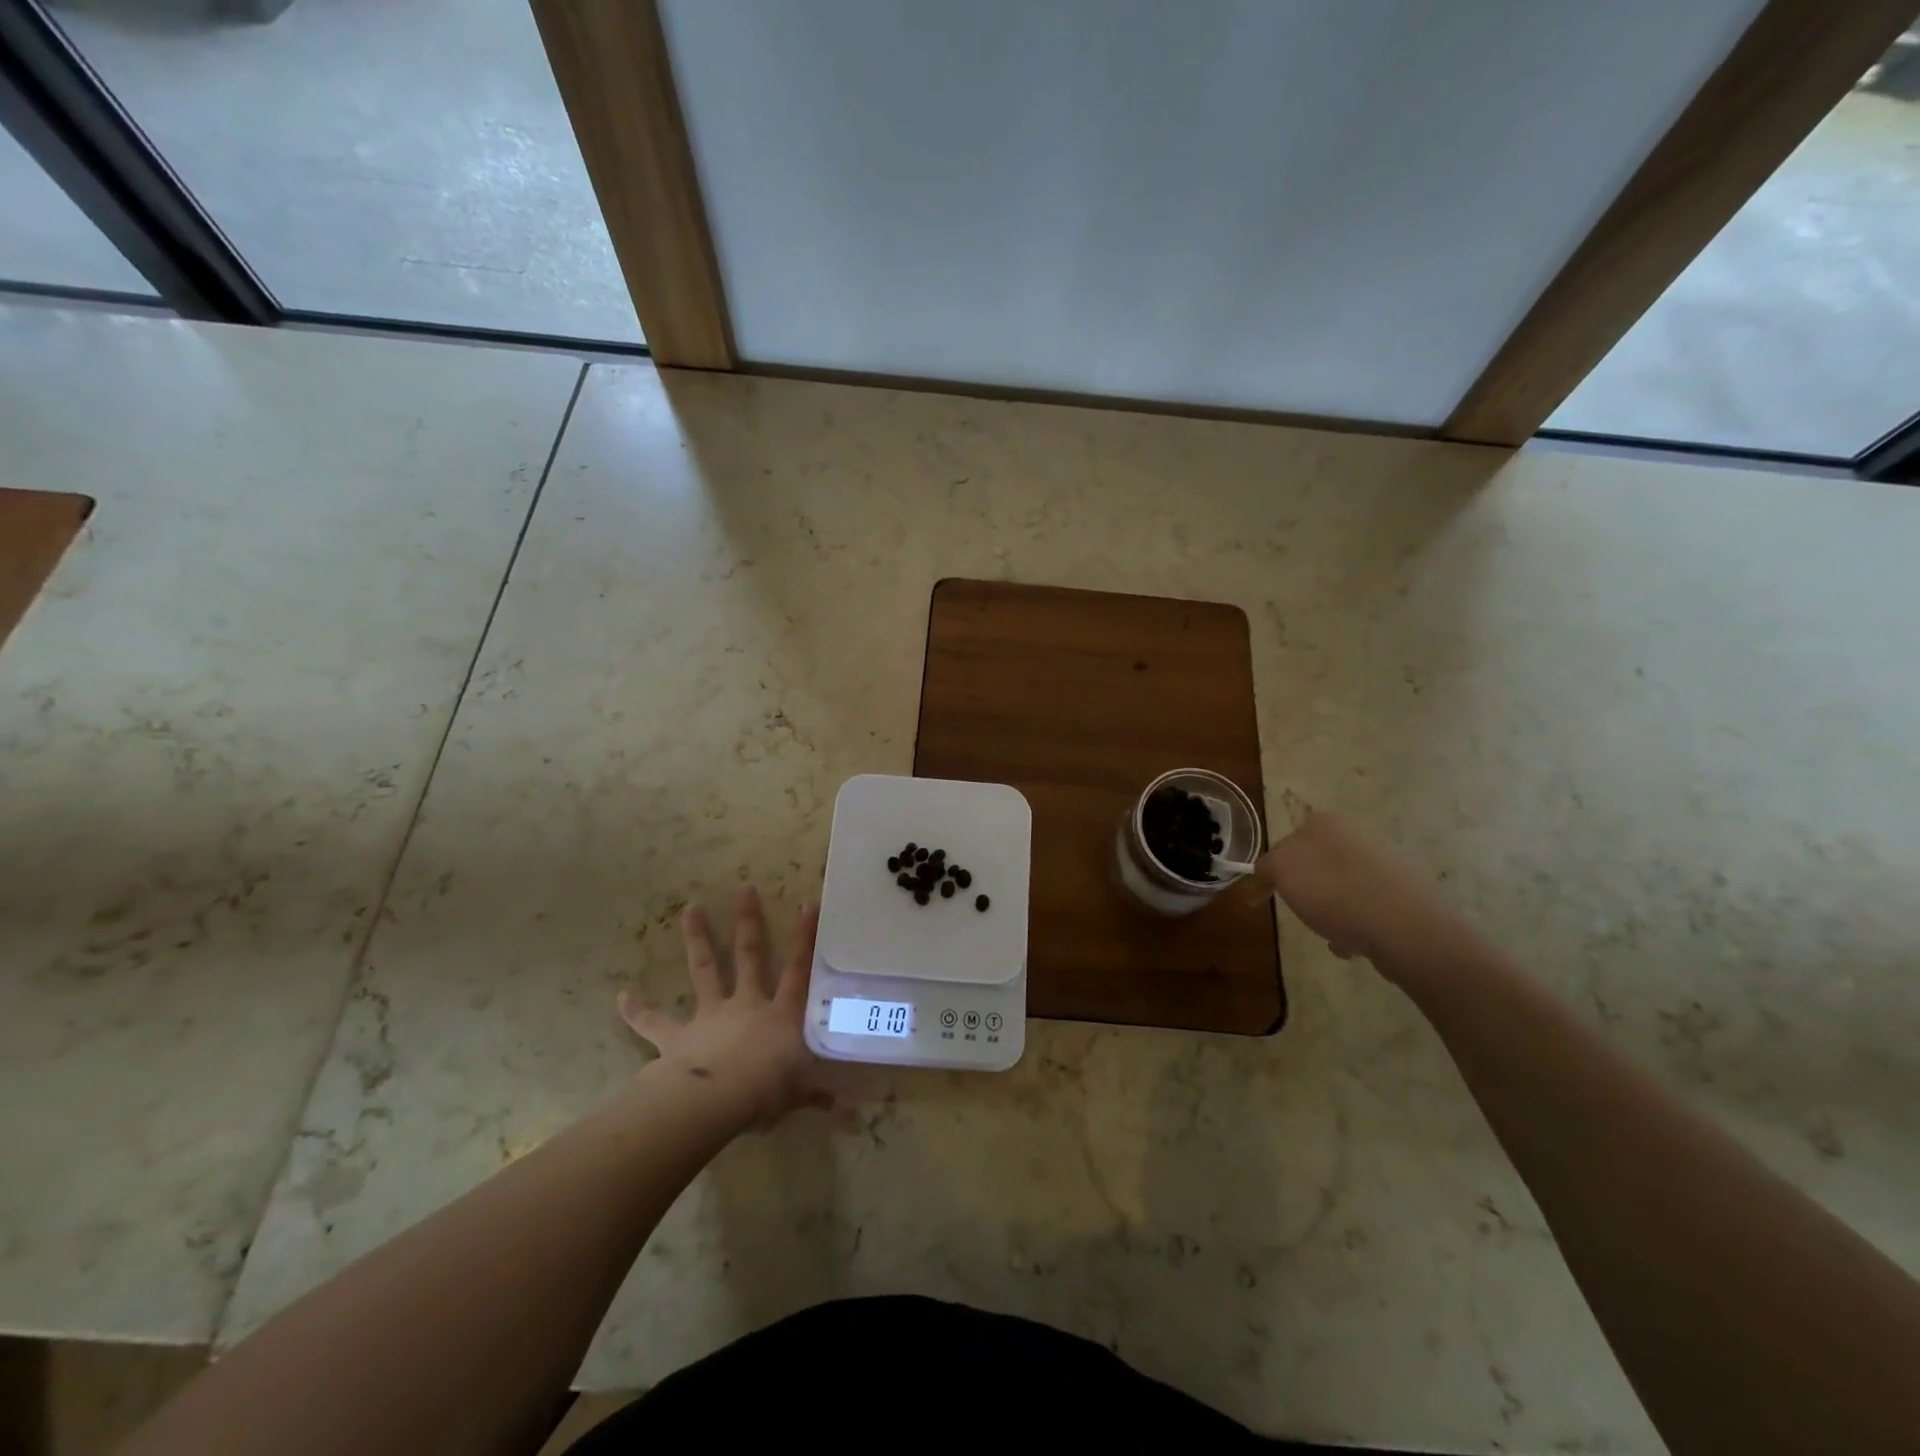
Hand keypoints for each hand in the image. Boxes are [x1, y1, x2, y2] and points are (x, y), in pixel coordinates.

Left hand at [617, 886, 835, 1129]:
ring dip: (698, 939)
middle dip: (747, 922)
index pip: (798, 970)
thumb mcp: (799, 1094)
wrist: (714, 1101)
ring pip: (705, 969)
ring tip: (690, 908)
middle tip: (743, 888)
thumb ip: (820, 1096)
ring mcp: (710, 1016)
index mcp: (780, 1014)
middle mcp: (746, 1005)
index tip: (808, 904)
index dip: (805, 939)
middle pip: (749, 955)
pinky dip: (637, 1010)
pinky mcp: (677, 1036)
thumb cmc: (764, 1092)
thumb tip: (856, 1114)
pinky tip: (621, 996)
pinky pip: (654, 1022)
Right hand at [1258, 810, 1455, 967]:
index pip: (1287, 841)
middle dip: (1305, 890)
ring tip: (1329, 933)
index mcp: (1326, 823)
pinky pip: (1365, 908)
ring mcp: (1384, 864)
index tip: (1263, 896)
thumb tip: (1268, 869)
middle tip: (1298, 911)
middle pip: (1315, 864)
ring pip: (1340, 887)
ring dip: (1330, 910)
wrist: (1403, 927)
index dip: (1273, 869)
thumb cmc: (1333, 891)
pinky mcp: (1403, 894)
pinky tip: (1352, 944)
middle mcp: (1357, 835)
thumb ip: (1267, 865)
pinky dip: (1354, 926)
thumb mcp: (1281, 871)